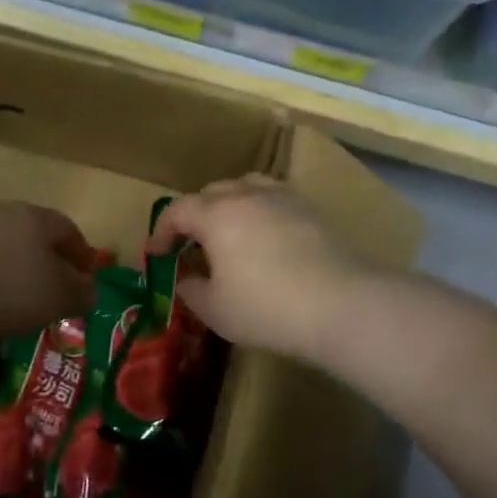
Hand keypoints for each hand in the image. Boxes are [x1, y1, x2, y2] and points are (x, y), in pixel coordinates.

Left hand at [0, 202, 94, 343]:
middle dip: (46, 260)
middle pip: (33, 234)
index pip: (68, 230)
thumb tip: (89, 291)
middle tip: (53, 288)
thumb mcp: (55, 298)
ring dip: (13, 269)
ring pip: (2, 246)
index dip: (81, 254)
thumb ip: (79, 293)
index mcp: (36, 218)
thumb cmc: (4, 290)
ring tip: (17, 299)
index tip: (87, 276)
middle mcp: (3, 212)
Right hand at [148, 175, 372, 361]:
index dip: (161, 231)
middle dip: (194, 215)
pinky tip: (266, 236)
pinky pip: (275, 199)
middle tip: (191, 244)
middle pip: (211, 192)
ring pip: (246, 187)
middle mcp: (248, 195)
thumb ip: (191, 291)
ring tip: (229, 231)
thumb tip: (185, 280)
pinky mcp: (312, 210)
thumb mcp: (216, 310)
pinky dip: (260, 211)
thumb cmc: (267, 307)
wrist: (341, 304)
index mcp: (216, 214)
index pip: (177, 211)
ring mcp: (284, 198)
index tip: (155, 255)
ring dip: (229, 205)